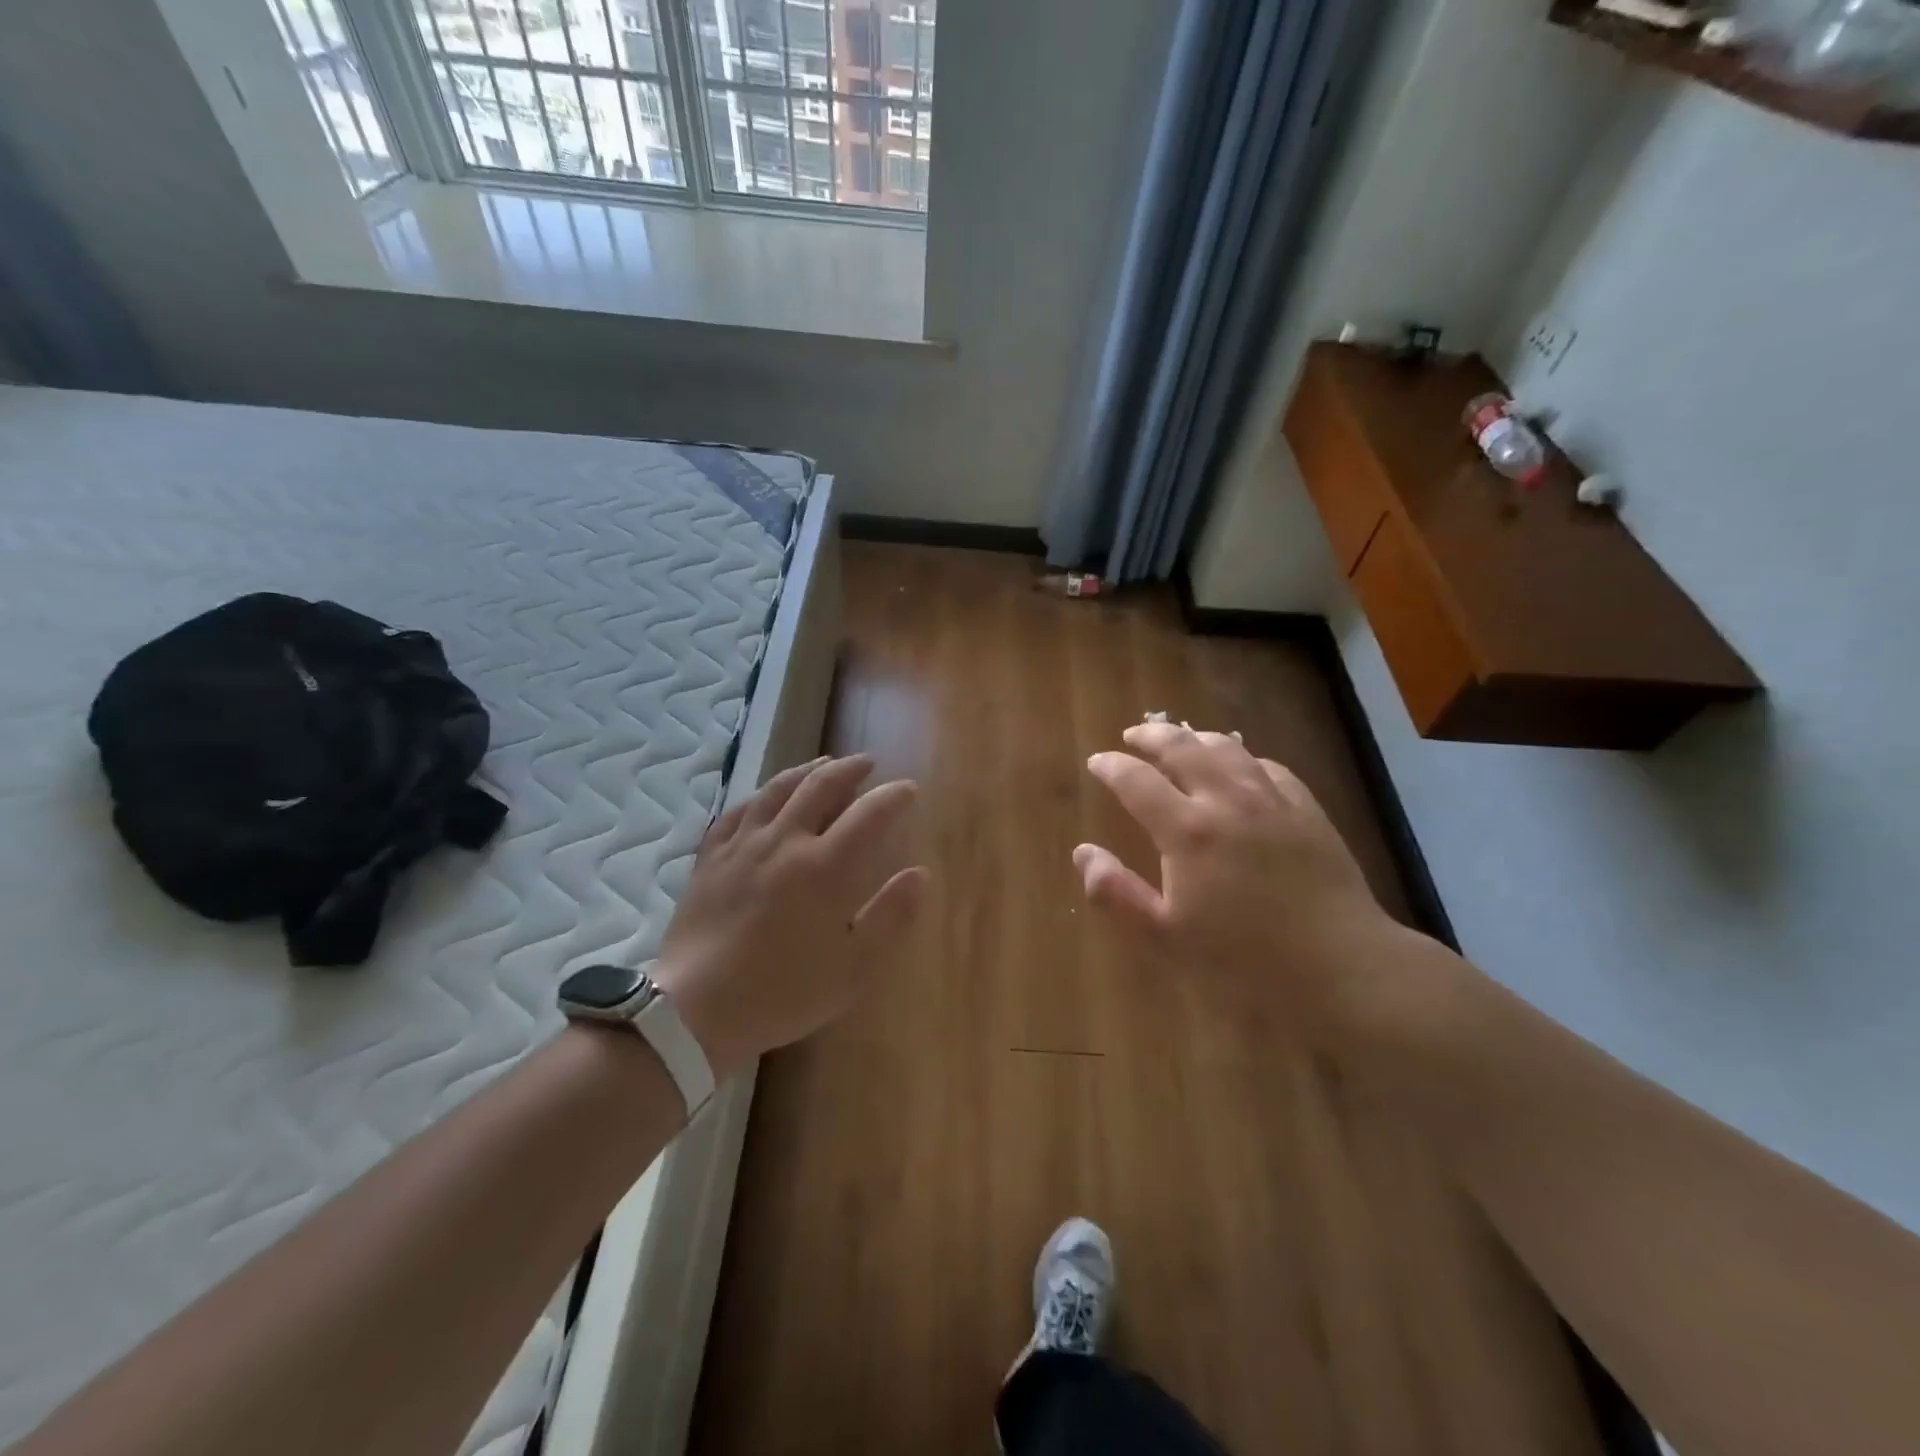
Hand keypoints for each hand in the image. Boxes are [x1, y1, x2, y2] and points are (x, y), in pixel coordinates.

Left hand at [650, 755, 928, 1080]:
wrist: (697, 1010)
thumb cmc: (784, 992)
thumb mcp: (854, 967)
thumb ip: (891, 916)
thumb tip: (919, 874)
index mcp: (826, 867)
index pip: (869, 814)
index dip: (893, 796)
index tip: (908, 788)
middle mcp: (785, 841)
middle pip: (821, 786)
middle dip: (850, 769)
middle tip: (868, 763)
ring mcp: (743, 844)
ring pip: (778, 788)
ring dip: (807, 770)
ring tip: (823, 764)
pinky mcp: (711, 856)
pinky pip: (738, 810)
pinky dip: (760, 795)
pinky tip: (766, 796)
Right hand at [1075, 722, 1397, 1030]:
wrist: (1340, 966)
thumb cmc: (1243, 960)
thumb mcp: (1164, 937)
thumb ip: (1116, 893)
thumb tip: (1082, 852)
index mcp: (1187, 830)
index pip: (1136, 781)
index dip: (1111, 766)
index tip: (1097, 761)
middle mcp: (1227, 801)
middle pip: (1182, 748)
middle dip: (1151, 736)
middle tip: (1133, 735)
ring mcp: (1271, 801)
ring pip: (1227, 749)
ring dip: (1195, 737)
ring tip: (1180, 737)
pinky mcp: (1306, 810)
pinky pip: (1269, 767)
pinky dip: (1243, 757)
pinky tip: (1240, 764)